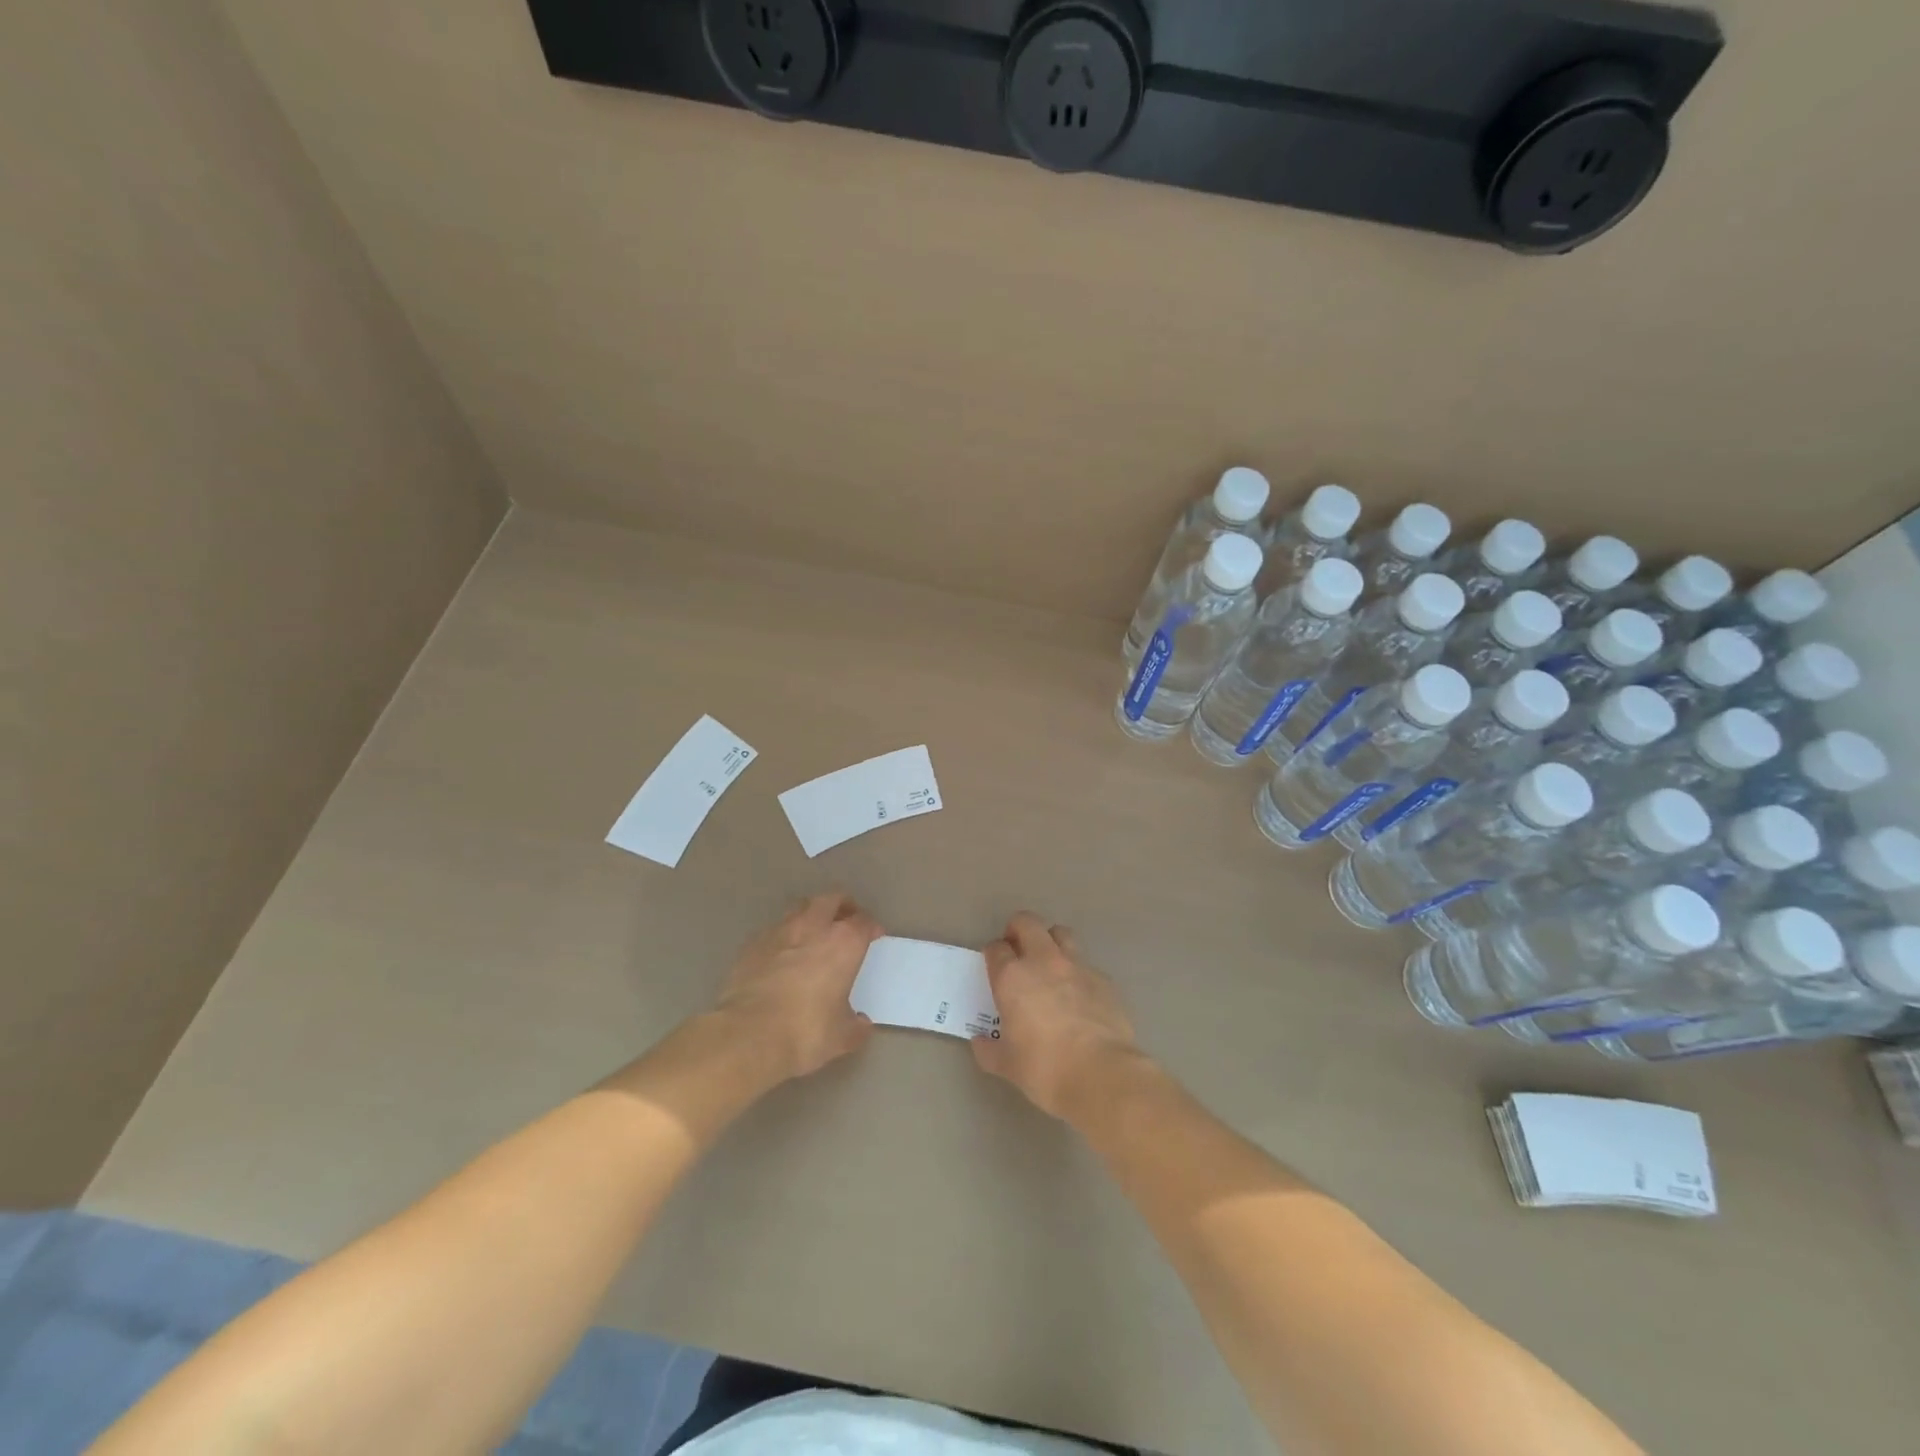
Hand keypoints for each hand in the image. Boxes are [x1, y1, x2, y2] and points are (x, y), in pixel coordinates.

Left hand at [716, 892, 881, 1081]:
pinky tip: (782, 954)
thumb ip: (855, 1026)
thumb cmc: (805, 1032)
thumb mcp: (841, 1037)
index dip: (870, 927)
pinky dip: (783, 936)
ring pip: (800, 908)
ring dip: (811, 915)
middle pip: (831, 899)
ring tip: (813, 933)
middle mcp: (813, 928)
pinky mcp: (751, 945)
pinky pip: (774, 930)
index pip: (863, 922)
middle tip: (846, 921)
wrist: (747, 1036)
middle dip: (842, 906)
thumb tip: (861, 1023)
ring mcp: (779, 932)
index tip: (873, 936)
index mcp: (843, 944)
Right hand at [972, 913, 1141, 1120]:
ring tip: (1049, 964)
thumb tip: (982, 1042)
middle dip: (1018, 929)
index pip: (996, 949)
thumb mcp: (1007, 1065)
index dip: (993, 955)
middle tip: (1017, 949)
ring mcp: (1077, 966)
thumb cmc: (1044, 1069)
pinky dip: (1077, 973)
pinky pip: (1086, 965)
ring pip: (1061, 934)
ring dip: (1051, 941)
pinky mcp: (1104, 979)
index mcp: (1012, 977)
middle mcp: (1043, 961)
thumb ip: (989, 1050)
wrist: (1101, 1075)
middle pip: (1027, 923)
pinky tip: (1079, 997)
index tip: (994, 967)